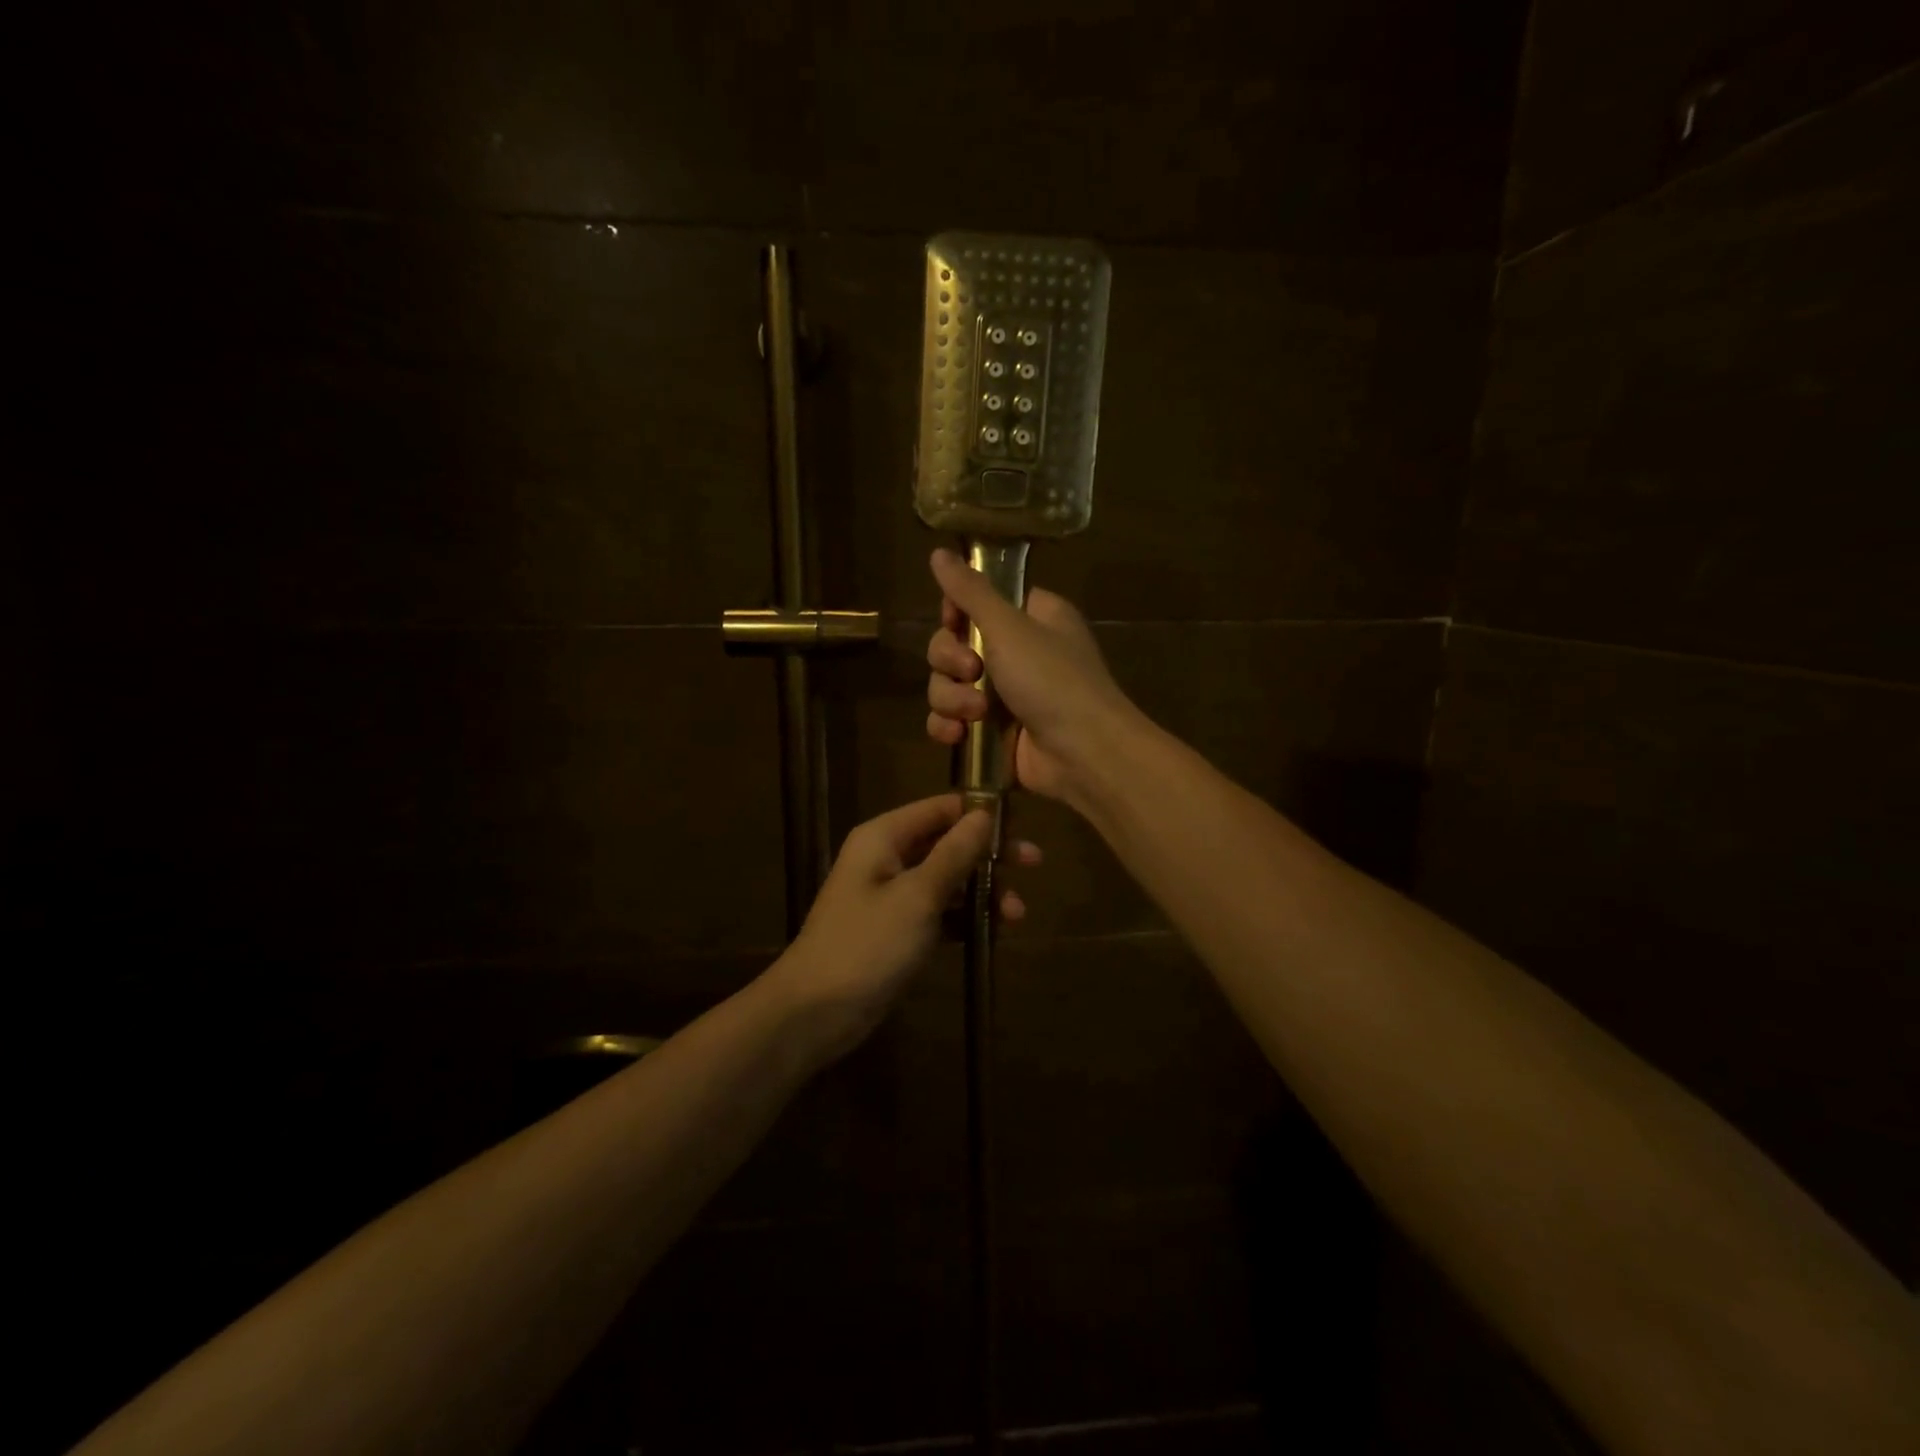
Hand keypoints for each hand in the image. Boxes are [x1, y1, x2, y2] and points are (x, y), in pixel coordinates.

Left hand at [768, 793, 1038, 1061]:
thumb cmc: (868, 944)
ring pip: (948, 879)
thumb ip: (954, 852)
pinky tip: (994, 931)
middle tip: (1034, 863)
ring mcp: (892, 895)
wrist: (817, 1011)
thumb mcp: (918, 895)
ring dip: (983, 891)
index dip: (980, 812)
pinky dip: (965, 917)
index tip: (1023, 824)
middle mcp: (887, 857)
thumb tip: (984, 813)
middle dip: (990, 854)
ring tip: (1017, 914)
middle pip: (948, 842)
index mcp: (884, 837)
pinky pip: (940, 911)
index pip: (940, 807)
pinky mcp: (898, 929)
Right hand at [924, 548, 1136, 805]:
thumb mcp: (1009, 627)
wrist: (1082, 752)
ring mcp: (1004, 695)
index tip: (953, 622)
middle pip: (954, 644)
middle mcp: (1018, 652)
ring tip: (975, 713)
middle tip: (971, 671)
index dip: (956, 612)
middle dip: (951, 661)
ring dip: (951, 698)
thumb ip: (970, 592)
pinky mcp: (992, 731)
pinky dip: (948, 726)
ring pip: (948, 685)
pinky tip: (956, 735)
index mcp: (1031, 618)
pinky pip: (952, 720)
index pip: (977, 602)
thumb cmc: (1052, 679)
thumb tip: (938, 552)